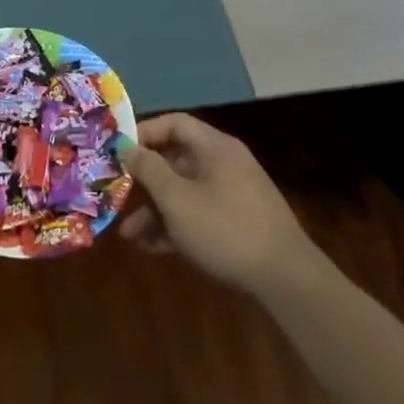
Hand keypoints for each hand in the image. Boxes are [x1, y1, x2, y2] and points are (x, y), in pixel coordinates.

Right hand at [120, 115, 321, 295]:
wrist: (286, 280)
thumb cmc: (225, 229)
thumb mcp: (177, 199)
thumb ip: (149, 170)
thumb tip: (128, 147)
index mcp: (215, 148)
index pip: (174, 123)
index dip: (144, 133)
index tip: (118, 152)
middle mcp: (224, 164)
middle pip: (175, 160)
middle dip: (144, 182)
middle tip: (117, 196)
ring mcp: (233, 194)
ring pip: (184, 192)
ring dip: (155, 210)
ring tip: (129, 235)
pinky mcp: (237, 223)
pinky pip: (198, 214)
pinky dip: (175, 226)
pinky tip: (152, 248)